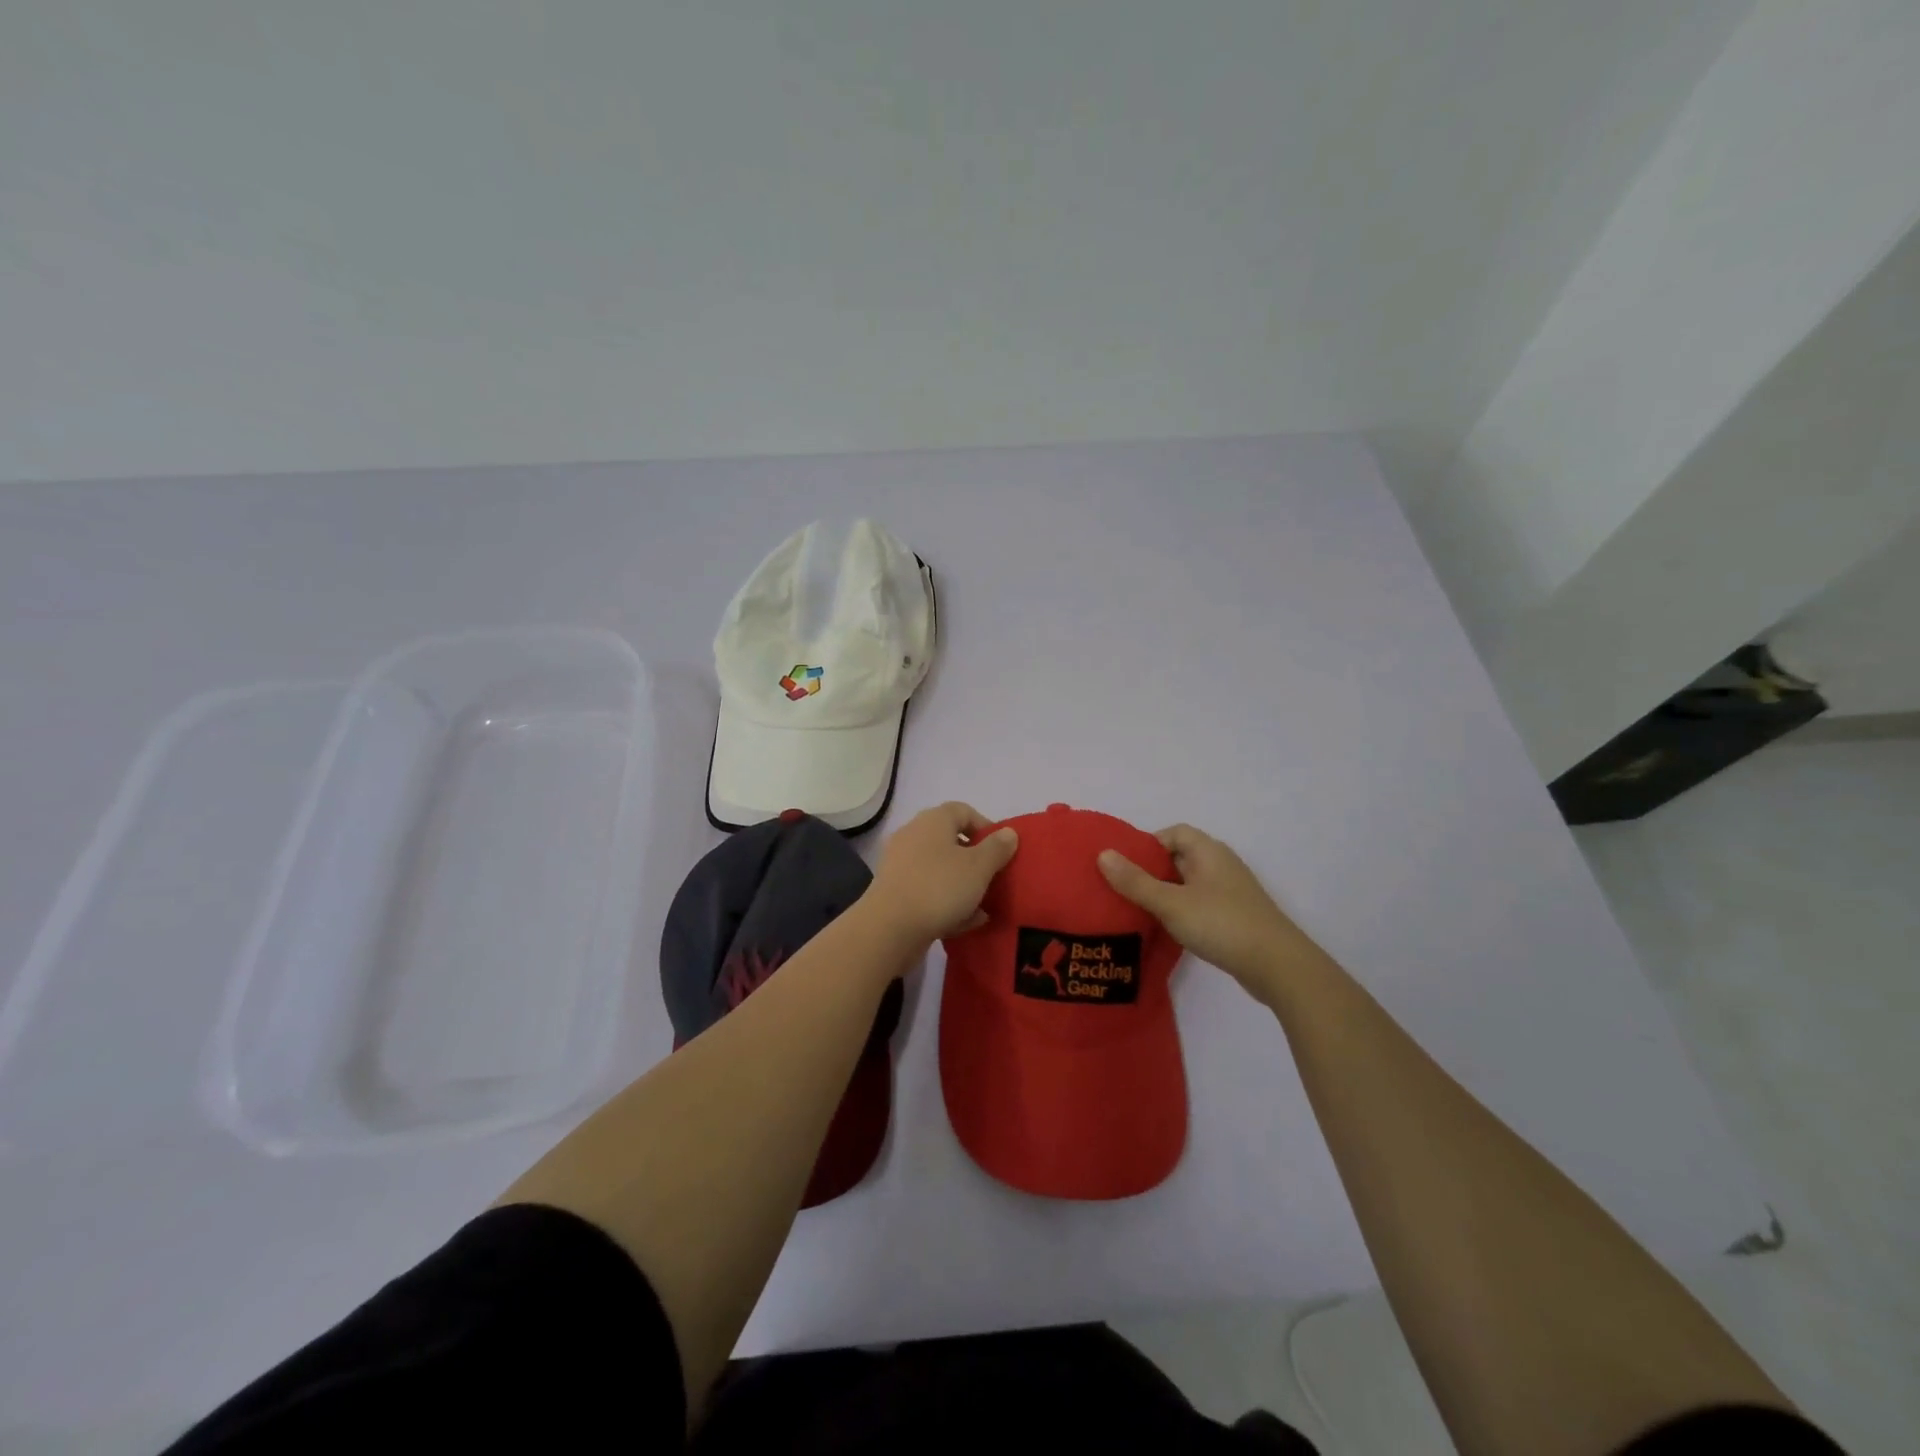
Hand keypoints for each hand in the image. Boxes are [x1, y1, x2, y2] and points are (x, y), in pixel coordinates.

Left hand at [861, 802, 1018, 946]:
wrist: (889, 928)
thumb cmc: (939, 888)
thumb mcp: (979, 867)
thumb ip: (997, 848)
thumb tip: (1009, 832)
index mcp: (933, 821)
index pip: (963, 810)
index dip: (986, 827)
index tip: (1003, 850)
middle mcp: (913, 836)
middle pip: (951, 841)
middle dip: (976, 860)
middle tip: (994, 878)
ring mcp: (900, 864)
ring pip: (940, 869)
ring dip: (962, 885)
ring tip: (983, 905)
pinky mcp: (894, 892)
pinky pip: (927, 891)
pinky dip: (945, 902)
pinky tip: (964, 922)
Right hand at [1098, 824, 1321, 1004]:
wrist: (1277, 966)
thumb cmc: (1221, 924)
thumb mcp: (1171, 903)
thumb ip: (1135, 881)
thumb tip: (1103, 854)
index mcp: (1209, 851)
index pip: (1174, 833)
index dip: (1147, 844)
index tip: (1124, 865)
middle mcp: (1221, 865)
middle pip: (1180, 857)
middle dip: (1151, 870)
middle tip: (1123, 888)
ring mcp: (1231, 892)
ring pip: (1189, 883)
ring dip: (1165, 892)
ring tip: (1138, 909)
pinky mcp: (1235, 917)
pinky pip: (1200, 903)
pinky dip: (1181, 910)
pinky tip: (1166, 929)